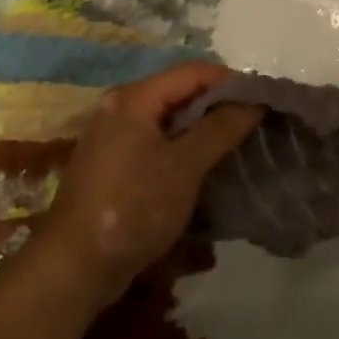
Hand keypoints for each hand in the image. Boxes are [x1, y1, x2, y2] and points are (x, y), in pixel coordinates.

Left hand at [40, 63, 261, 309]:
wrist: (76, 266)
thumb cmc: (133, 208)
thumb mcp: (184, 167)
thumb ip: (220, 129)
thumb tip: (254, 101)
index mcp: (134, 98)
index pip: (193, 72)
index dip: (230, 81)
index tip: (262, 101)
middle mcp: (120, 106)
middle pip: (180, 91)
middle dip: (218, 104)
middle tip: (253, 122)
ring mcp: (113, 134)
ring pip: (169, 116)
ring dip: (202, 126)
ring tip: (236, 142)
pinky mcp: (113, 161)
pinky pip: (156, 138)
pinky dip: (182, 144)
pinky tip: (204, 163)